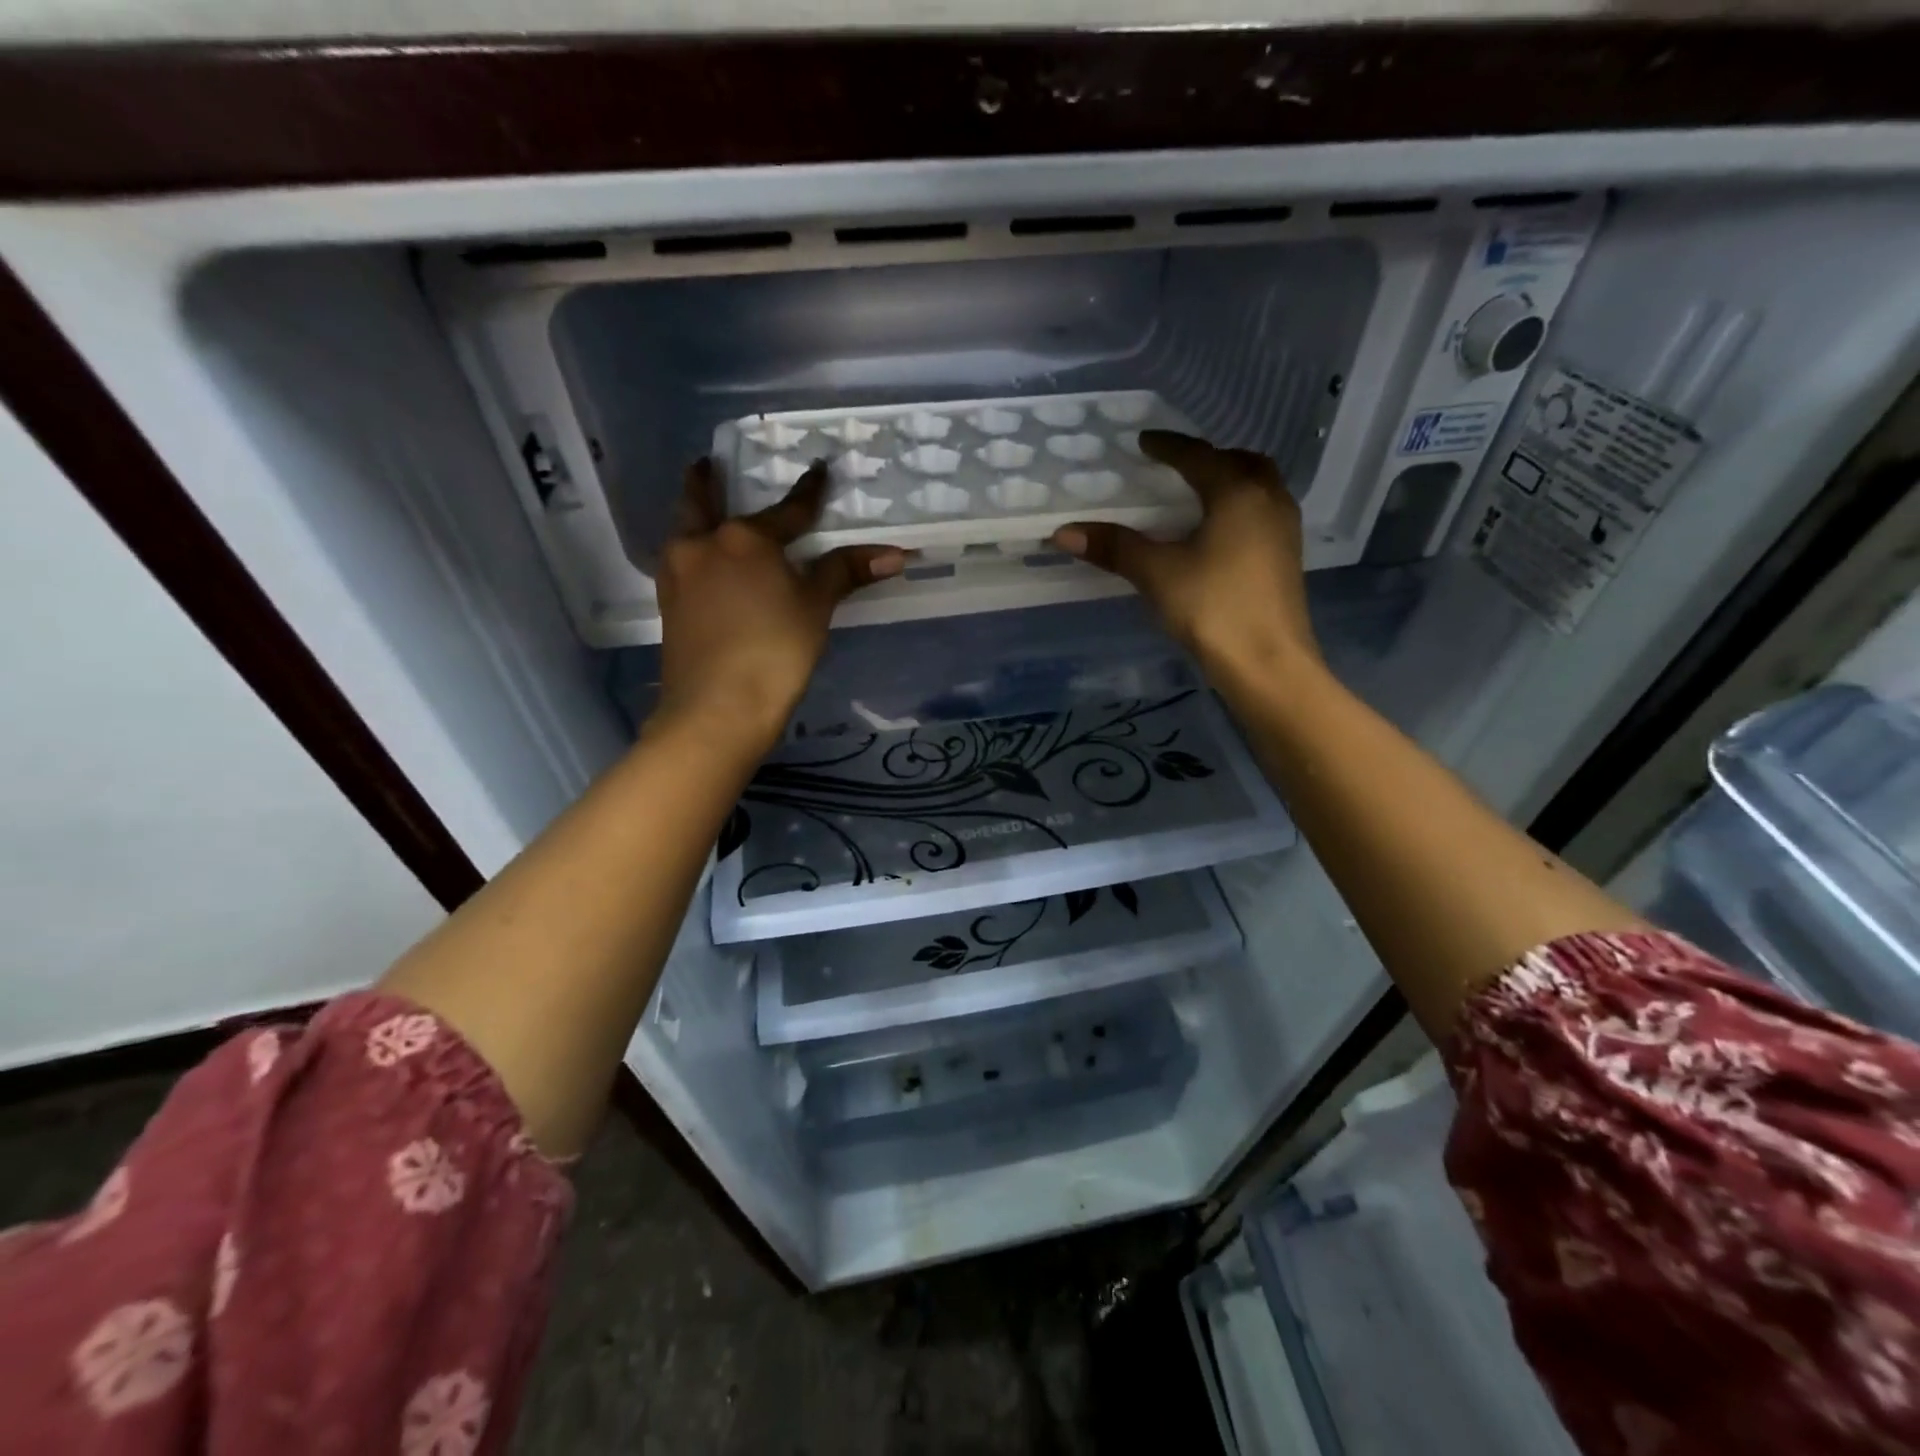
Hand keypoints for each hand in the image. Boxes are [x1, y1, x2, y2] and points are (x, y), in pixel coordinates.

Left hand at [656, 458, 904, 756]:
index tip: (818, 469)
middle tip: (707, 462)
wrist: (716, 708)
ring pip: (685, 532)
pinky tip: (701, 564)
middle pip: (702, 503)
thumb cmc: (773, 651)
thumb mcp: (815, 608)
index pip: (787, 511)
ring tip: (702, 510)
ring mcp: (679, 576)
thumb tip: (895, 553)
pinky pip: (681, 563)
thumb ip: (845, 573)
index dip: (809, 493)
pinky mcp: (669, 607)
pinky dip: (692, 551)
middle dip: (706, 482)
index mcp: (744, 538)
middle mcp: (703, 546)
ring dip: (693, 515)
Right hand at [1049, 431, 1319, 683]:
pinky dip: (1241, 507)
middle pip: (1242, 463)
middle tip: (1179, 466)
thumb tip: (1063, 533)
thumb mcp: (1157, 574)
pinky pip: (1263, 513)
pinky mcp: (1286, 559)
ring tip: (1199, 496)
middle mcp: (1268, 501)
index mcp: (1237, 493)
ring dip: (1231, 481)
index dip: (1169, 447)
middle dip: (1210, 458)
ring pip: (1260, 488)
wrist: (1268, 664)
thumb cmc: (1213, 608)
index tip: (1145, 441)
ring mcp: (1284, 531)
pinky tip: (1220, 533)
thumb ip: (1115, 547)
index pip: (1199, 457)